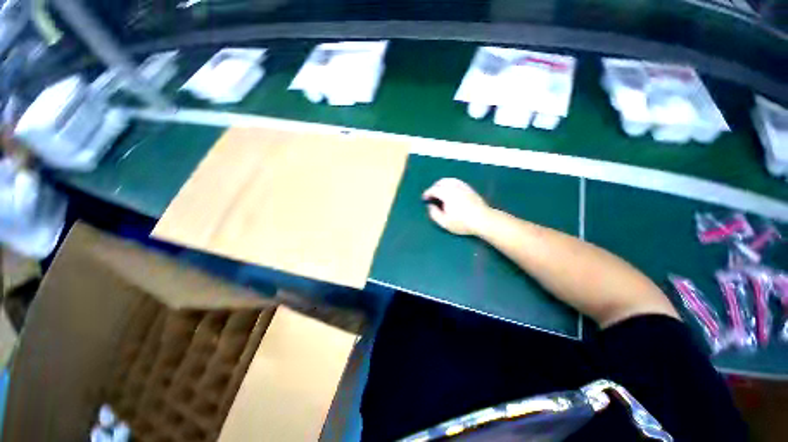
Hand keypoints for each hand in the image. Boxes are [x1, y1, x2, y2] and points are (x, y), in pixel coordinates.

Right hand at [422, 178, 490, 235]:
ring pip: (449, 180)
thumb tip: (430, 206)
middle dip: (434, 188)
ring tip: (440, 193)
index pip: (434, 189)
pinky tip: (451, 191)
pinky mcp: (469, 188)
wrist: (483, 220)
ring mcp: (463, 186)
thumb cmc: (462, 222)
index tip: (424, 199)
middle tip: (431, 196)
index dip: (427, 193)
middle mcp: (454, 187)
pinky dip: (450, 184)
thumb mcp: (444, 222)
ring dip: (442, 185)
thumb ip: (434, 213)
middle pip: (441, 182)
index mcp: (447, 193)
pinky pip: (457, 182)